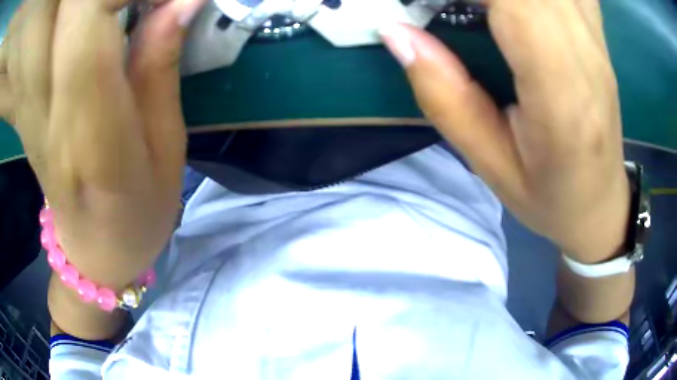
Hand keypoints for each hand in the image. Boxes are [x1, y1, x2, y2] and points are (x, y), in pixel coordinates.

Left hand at [0, 0, 205, 288]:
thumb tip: (183, 2)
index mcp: (89, 128)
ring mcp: (37, 103)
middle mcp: (52, 107)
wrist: (93, 251)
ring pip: (63, 13)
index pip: (88, 17)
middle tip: (156, 0)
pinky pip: (60, 27)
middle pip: (69, 7)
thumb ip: (161, 68)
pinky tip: (114, 11)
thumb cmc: (138, 217)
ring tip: (139, 4)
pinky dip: (86, 8)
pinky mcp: (36, 96)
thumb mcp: (165, 148)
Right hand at [381, 1, 628, 262]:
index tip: (421, 2)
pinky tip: (521, 5)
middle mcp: (587, 52)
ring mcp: (596, 38)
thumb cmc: (550, 196)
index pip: (514, 2)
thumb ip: (444, 96)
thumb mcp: (490, 165)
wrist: (600, 204)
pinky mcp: (598, 34)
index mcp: (562, 94)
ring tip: (476, 9)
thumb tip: (396, 32)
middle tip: (441, 7)